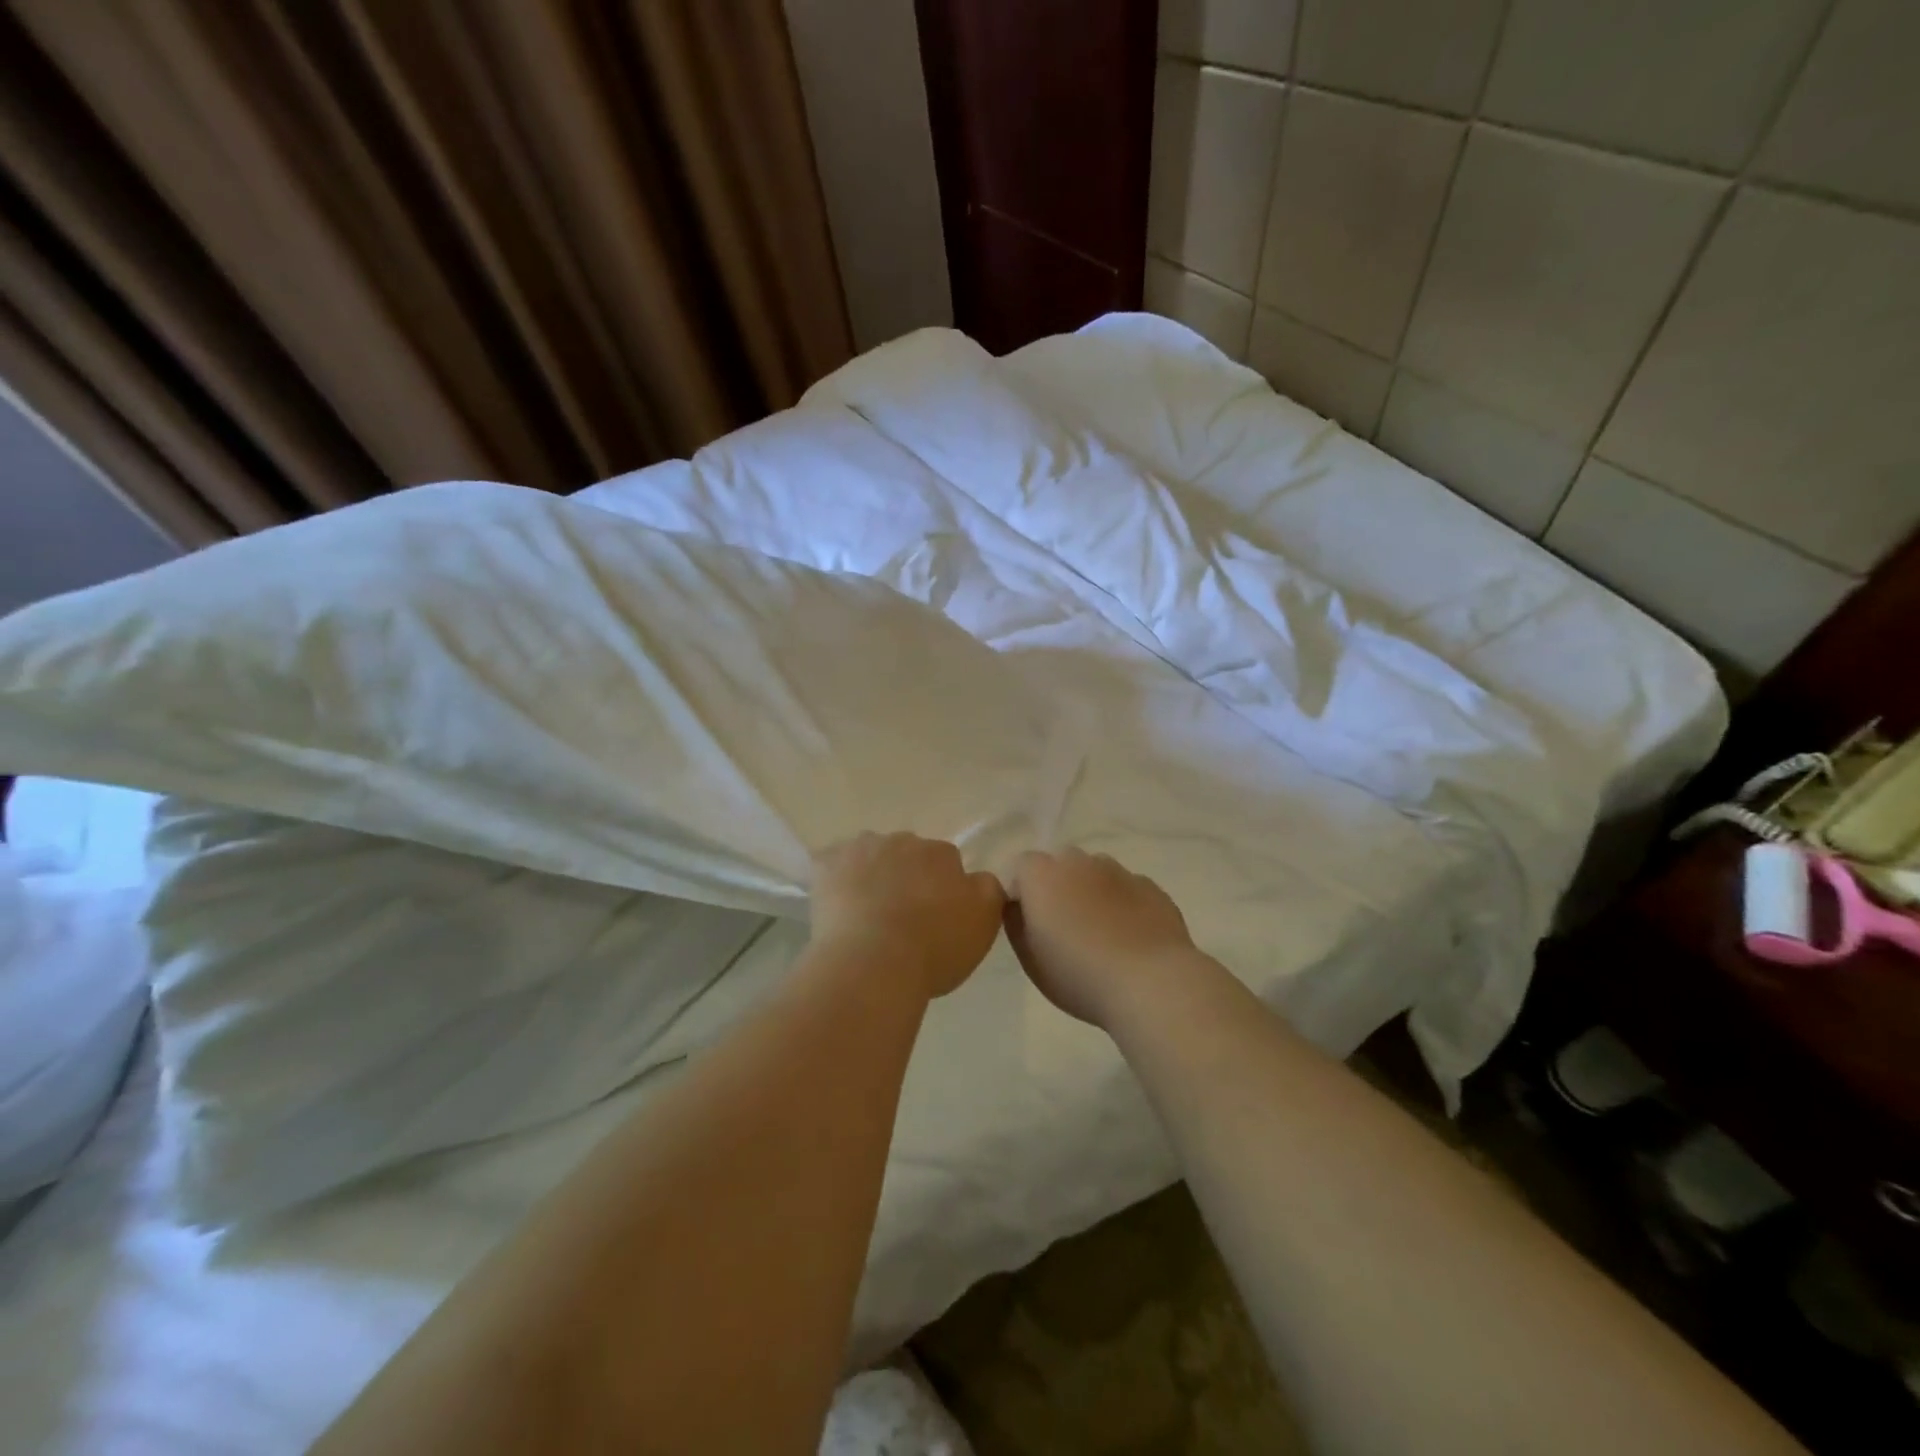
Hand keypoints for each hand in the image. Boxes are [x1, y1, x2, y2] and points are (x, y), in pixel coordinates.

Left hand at [808, 833, 1005, 997]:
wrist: (874, 964)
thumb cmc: (935, 946)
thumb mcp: (984, 921)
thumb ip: (988, 889)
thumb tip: (976, 878)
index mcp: (942, 853)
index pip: (947, 862)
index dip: (942, 889)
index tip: (936, 916)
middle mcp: (902, 840)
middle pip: (907, 855)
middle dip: (906, 877)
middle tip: (903, 917)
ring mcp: (860, 849)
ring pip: (869, 857)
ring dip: (871, 875)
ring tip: (867, 915)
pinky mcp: (825, 864)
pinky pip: (832, 867)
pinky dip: (835, 881)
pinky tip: (837, 908)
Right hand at [1005, 848, 1198, 1027]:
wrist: (1150, 983)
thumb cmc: (1078, 974)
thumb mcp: (1030, 959)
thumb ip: (1016, 923)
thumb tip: (1018, 906)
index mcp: (1042, 875)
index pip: (1021, 866)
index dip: (1022, 891)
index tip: (1028, 923)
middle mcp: (1079, 862)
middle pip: (1060, 864)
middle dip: (1057, 887)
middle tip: (1063, 927)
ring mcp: (1119, 871)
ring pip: (1096, 873)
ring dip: (1091, 892)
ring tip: (1101, 933)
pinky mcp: (1151, 887)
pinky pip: (1127, 889)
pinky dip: (1123, 904)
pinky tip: (1130, 937)